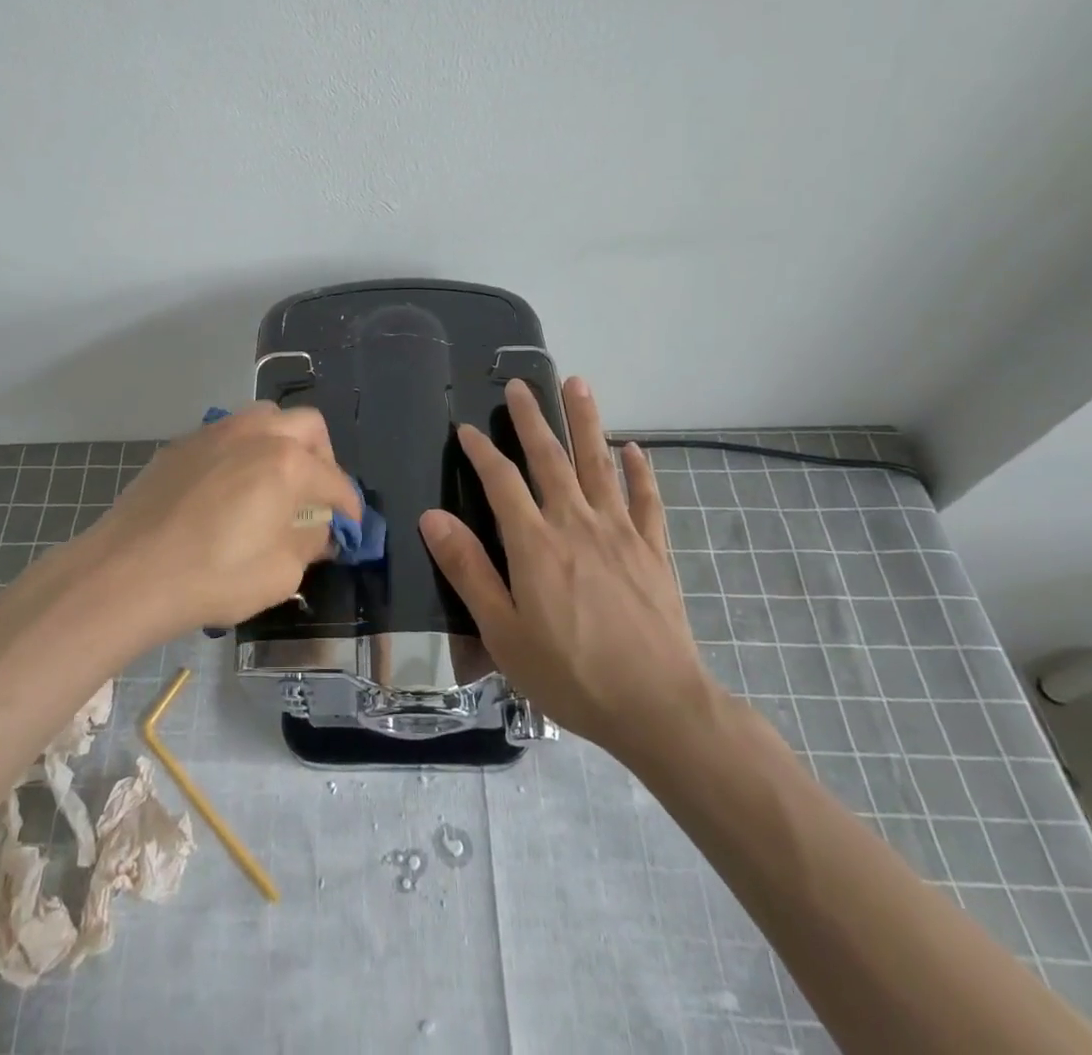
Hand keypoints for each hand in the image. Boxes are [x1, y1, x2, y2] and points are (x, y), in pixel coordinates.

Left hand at [88, 403, 360, 638]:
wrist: (126, 573)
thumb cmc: (212, 577)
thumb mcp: (279, 573)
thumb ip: (309, 543)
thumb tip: (320, 530)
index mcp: (287, 463)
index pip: (334, 480)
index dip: (349, 506)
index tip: (351, 527)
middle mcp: (255, 434)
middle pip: (307, 426)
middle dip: (323, 457)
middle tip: (316, 494)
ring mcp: (214, 433)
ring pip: (264, 417)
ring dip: (282, 442)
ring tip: (275, 480)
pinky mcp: (181, 444)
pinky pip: (226, 435)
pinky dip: (243, 451)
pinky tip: (229, 487)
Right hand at [419, 377, 715, 763]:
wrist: (659, 707)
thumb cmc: (570, 674)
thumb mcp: (502, 632)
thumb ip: (468, 570)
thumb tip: (432, 516)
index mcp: (535, 543)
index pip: (501, 481)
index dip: (482, 451)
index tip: (468, 428)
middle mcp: (577, 524)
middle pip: (551, 459)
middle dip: (533, 419)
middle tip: (521, 384)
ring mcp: (620, 533)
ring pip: (599, 464)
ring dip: (586, 422)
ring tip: (577, 384)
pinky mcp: (653, 551)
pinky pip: (646, 500)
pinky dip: (639, 471)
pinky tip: (634, 449)